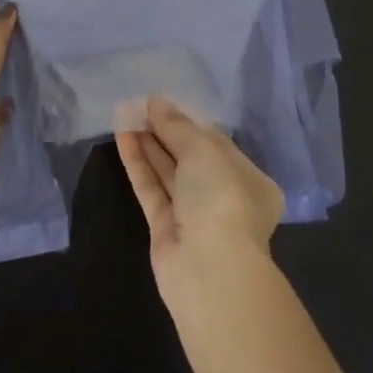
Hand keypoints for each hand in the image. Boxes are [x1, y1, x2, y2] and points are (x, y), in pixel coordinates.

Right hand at [117, 95, 284, 290]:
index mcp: (249, 180)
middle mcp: (224, 197)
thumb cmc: (222, 198)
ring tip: (125, 114)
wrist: (210, 270)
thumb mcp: (204, 150)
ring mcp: (193, 215)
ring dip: (148, 144)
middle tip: (139, 105)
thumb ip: (177, 125)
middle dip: (165, 131)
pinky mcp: (165, 229)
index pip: (217, 143)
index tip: (163, 102)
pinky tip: (122, 136)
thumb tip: (156, 102)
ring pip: (168, 172)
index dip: (189, 121)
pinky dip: (138, 164)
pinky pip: (151, 189)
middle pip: (190, 157)